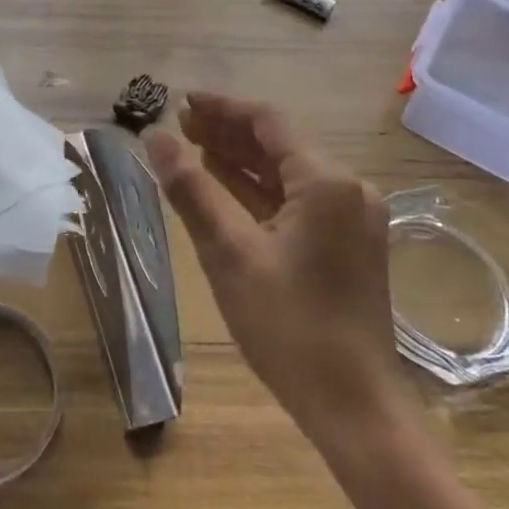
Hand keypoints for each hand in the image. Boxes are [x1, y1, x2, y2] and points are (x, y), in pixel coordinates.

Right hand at [145, 93, 399, 439]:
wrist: (354, 407)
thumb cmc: (289, 327)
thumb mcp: (229, 253)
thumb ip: (191, 189)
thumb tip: (155, 138)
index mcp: (327, 182)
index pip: (268, 122)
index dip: (222, 107)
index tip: (180, 101)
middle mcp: (348, 190)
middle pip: (279, 144)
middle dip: (228, 131)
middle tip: (178, 124)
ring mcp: (351, 219)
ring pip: (287, 173)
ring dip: (241, 160)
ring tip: (192, 147)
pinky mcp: (346, 245)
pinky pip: (297, 202)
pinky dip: (259, 191)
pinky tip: (224, 186)